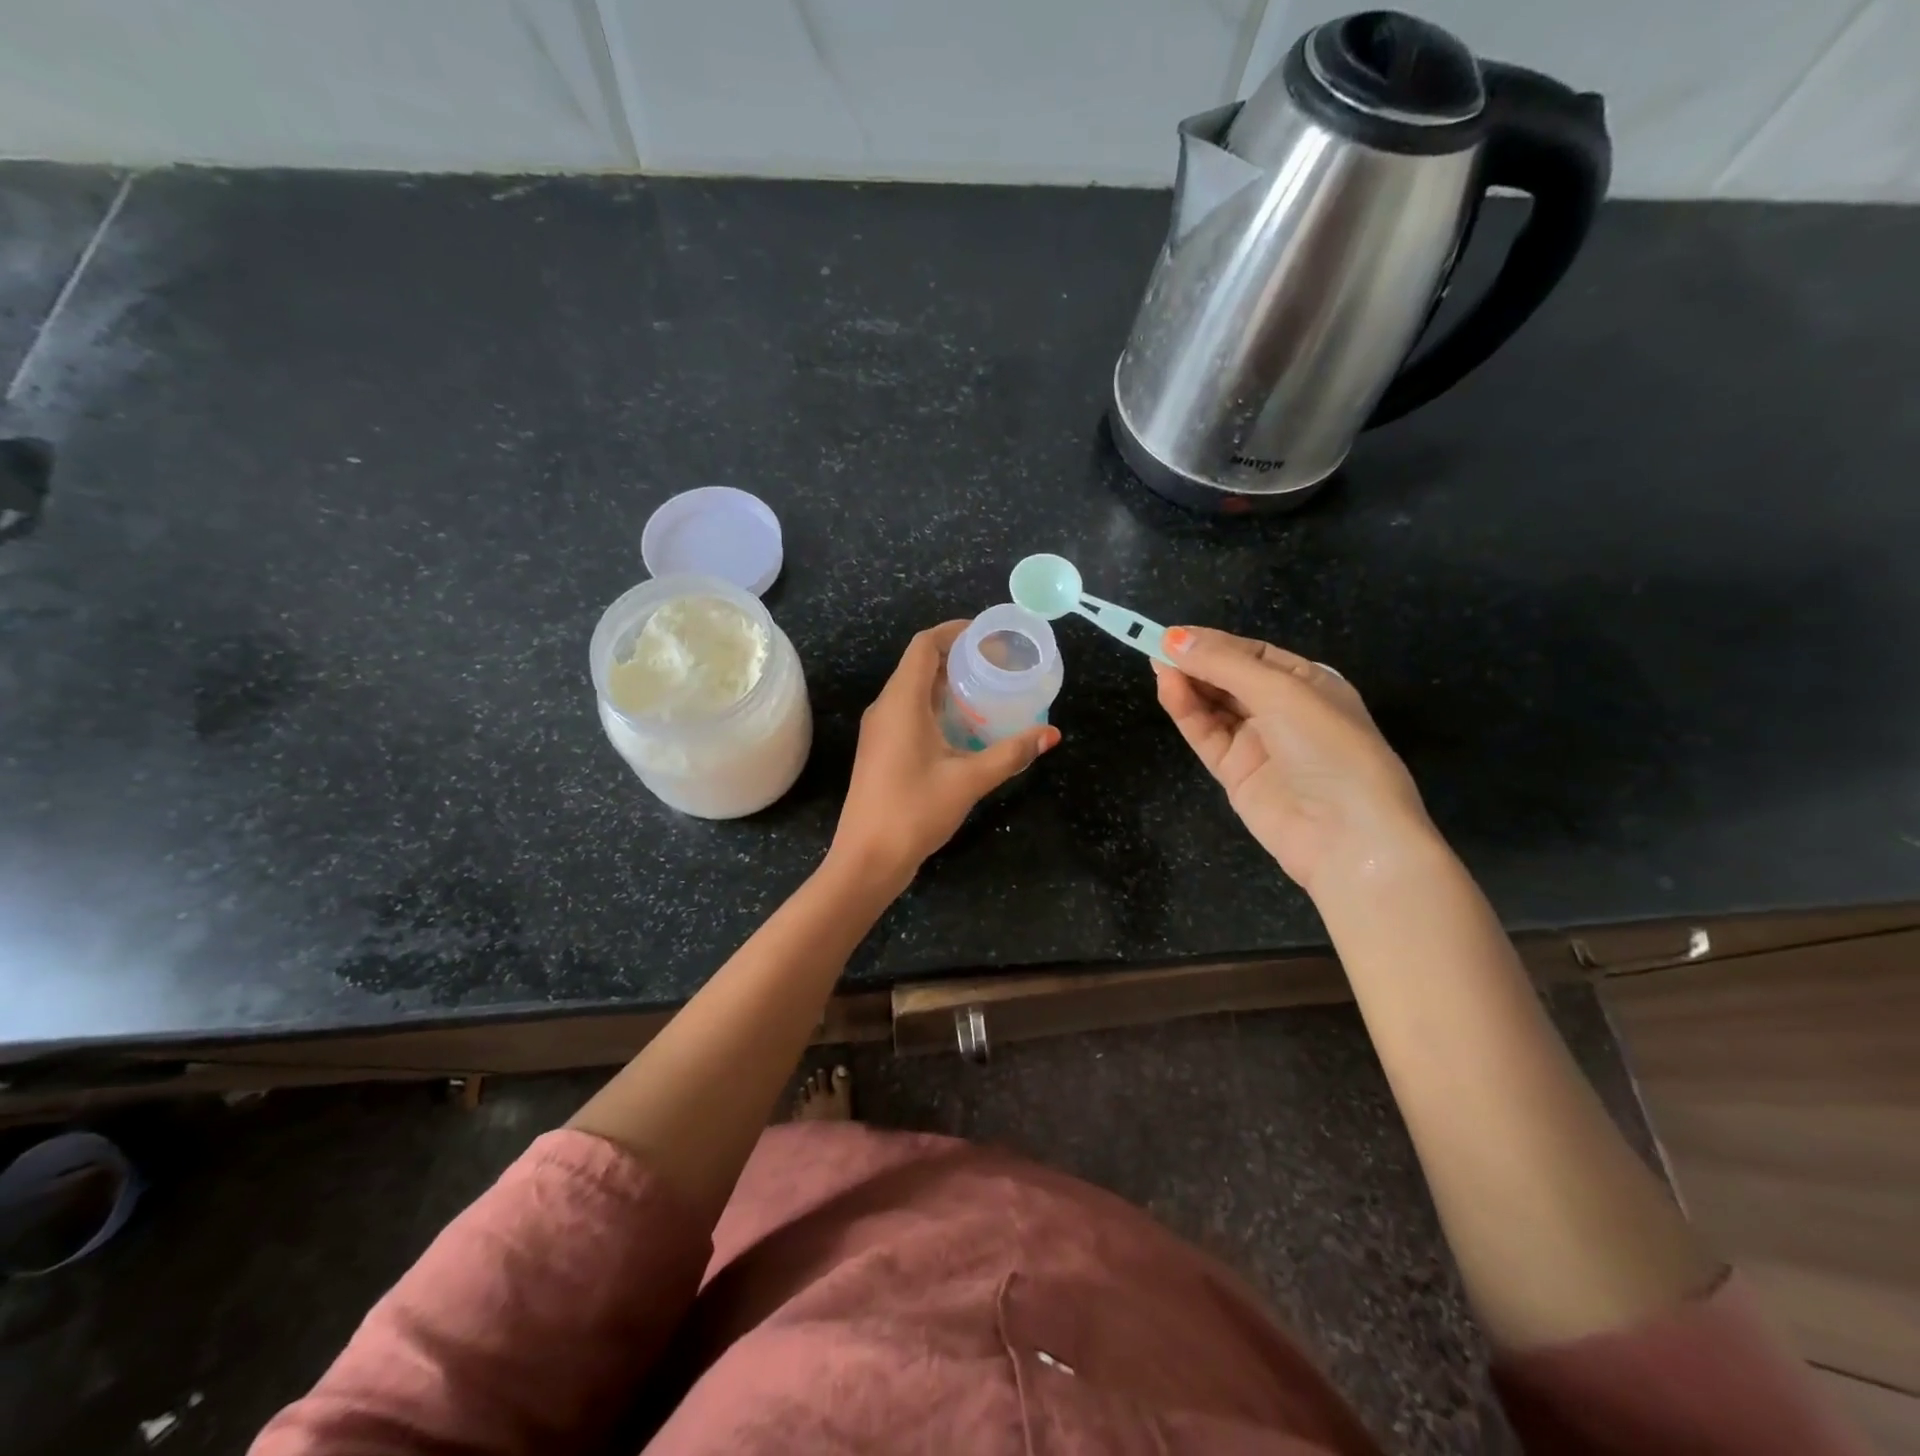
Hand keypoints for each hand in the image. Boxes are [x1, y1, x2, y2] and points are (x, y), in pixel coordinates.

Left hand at [830, 621, 1059, 889]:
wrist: (867, 858)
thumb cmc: (914, 811)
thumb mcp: (969, 780)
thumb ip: (1011, 754)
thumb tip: (1051, 734)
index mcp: (901, 702)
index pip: (924, 645)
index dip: (955, 632)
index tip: (990, 635)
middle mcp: (885, 708)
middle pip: (920, 665)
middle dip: (959, 658)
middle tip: (999, 663)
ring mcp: (880, 730)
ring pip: (914, 690)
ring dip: (948, 684)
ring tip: (989, 690)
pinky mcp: (881, 750)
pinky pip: (910, 713)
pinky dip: (938, 707)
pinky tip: (966, 726)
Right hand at [1154, 627, 1432, 894]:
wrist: (1347, 836)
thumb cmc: (1328, 747)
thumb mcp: (1282, 692)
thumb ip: (1225, 664)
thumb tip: (1173, 638)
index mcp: (1308, 683)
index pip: (1252, 654)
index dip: (1213, 643)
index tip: (1173, 635)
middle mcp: (1283, 710)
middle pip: (1229, 678)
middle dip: (1196, 662)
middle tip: (1157, 648)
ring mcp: (1258, 743)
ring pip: (1213, 705)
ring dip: (1187, 685)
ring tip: (1157, 667)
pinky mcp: (1235, 773)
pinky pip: (1206, 734)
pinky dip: (1186, 712)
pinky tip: (1169, 691)